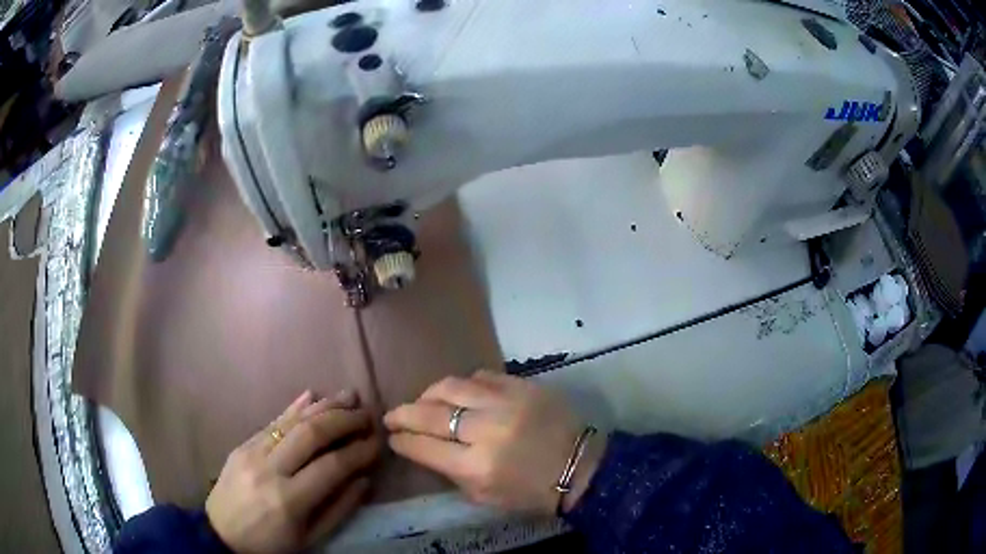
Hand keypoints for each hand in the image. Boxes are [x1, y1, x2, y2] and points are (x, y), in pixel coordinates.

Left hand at [206, 390, 379, 552]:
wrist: (221, 533)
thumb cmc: (271, 543)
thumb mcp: (310, 538)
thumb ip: (339, 509)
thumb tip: (363, 479)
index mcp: (290, 500)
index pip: (332, 466)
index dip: (359, 451)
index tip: (378, 443)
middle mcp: (270, 470)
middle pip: (312, 434)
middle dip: (344, 420)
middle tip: (367, 414)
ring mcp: (252, 452)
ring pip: (292, 420)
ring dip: (324, 406)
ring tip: (349, 397)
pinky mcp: (242, 444)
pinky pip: (272, 420)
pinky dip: (295, 407)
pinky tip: (313, 395)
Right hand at [384, 371, 604, 514]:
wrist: (580, 467)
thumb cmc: (531, 492)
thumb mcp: (484, 497)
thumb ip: (451, 473)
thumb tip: (424, 448)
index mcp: (476, 467)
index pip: (423, 446)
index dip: (402, 440)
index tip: (393, 437)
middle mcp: (487, 430)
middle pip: (430, 414)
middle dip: (403, 414)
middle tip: (392, 415)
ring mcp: (506, 403)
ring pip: (451, 387)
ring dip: (429, 395)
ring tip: (422, 401)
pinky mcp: (523, 386)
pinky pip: (481, 376)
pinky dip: (464, 385)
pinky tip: (460, 393)